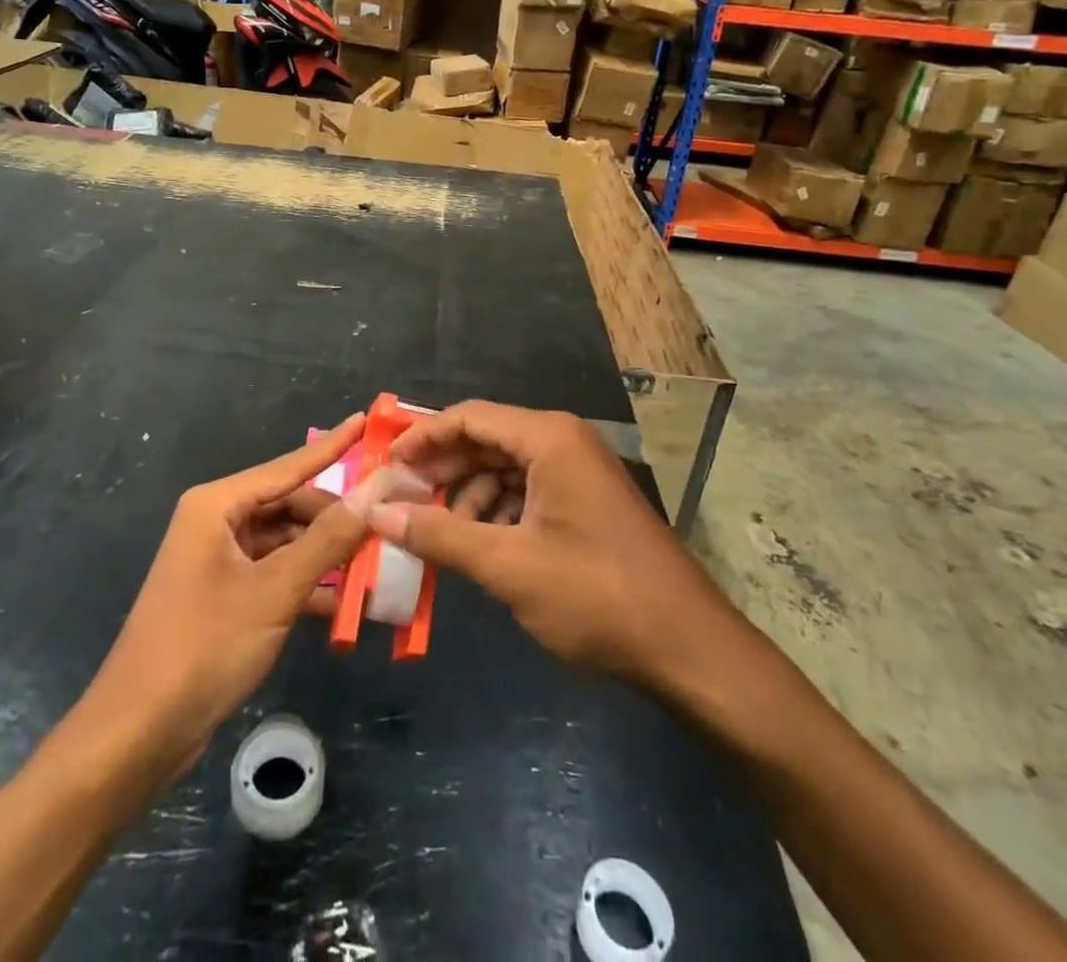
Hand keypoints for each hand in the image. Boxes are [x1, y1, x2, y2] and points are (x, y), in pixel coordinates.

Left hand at [84, 415, 420, 775]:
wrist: (137, 734)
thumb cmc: (204, 647)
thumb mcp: (275, 591)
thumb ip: (329, 539)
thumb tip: (375, 491)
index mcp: (218, 505)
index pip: (289, 465)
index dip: (332, 446)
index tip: (366, 421)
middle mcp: (217, 523)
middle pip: (291, 506)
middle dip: (337, 519)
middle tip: (388, 526)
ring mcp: (219, 561)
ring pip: (287, 543)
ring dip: (327, 557)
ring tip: (378, 567)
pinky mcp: (224, 596)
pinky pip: (275, 575)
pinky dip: (307, 586)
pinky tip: (346, 605)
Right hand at [372, 401, 752, 691]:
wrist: (688, 648)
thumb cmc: (595, 595)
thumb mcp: (507, 565)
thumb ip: (439, 534)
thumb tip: (378, 514)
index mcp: (548, 438)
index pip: (469, 418)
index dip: (423, 438)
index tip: (386, 465)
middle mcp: (563, 441)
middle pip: (486, 440)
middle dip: (442, 469)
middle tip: (401, 500)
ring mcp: (579, 471)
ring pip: (505, 468)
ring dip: (469, 496)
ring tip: (440, 534)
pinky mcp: (586, 502)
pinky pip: (528, 491)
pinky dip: (498, 512)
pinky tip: (481, 546)